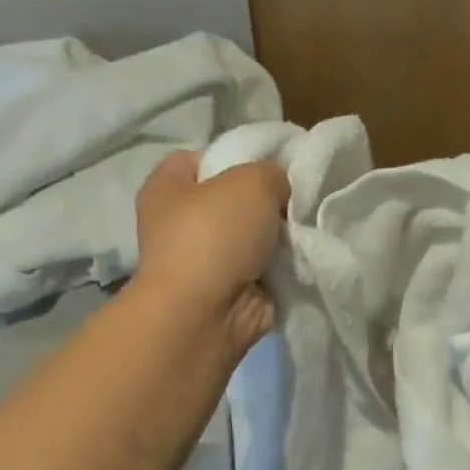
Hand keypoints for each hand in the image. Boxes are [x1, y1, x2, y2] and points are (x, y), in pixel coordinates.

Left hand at [133, 151, 289, 354]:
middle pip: (232, 198)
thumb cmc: (215, 234)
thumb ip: (272, 173)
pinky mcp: (227, 288)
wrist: (206, 314)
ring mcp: (202, 259)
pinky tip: (302, 256)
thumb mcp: (253, 180)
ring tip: (303, 229)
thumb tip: (278, 193)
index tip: (269, 166)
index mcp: (166, 187)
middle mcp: (178, 221)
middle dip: (265, 199)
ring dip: (276, 235)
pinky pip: (263, 266)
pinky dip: (281, 265)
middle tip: (295, 199)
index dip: (236, 156)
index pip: (201, 158)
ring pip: (251, 234)